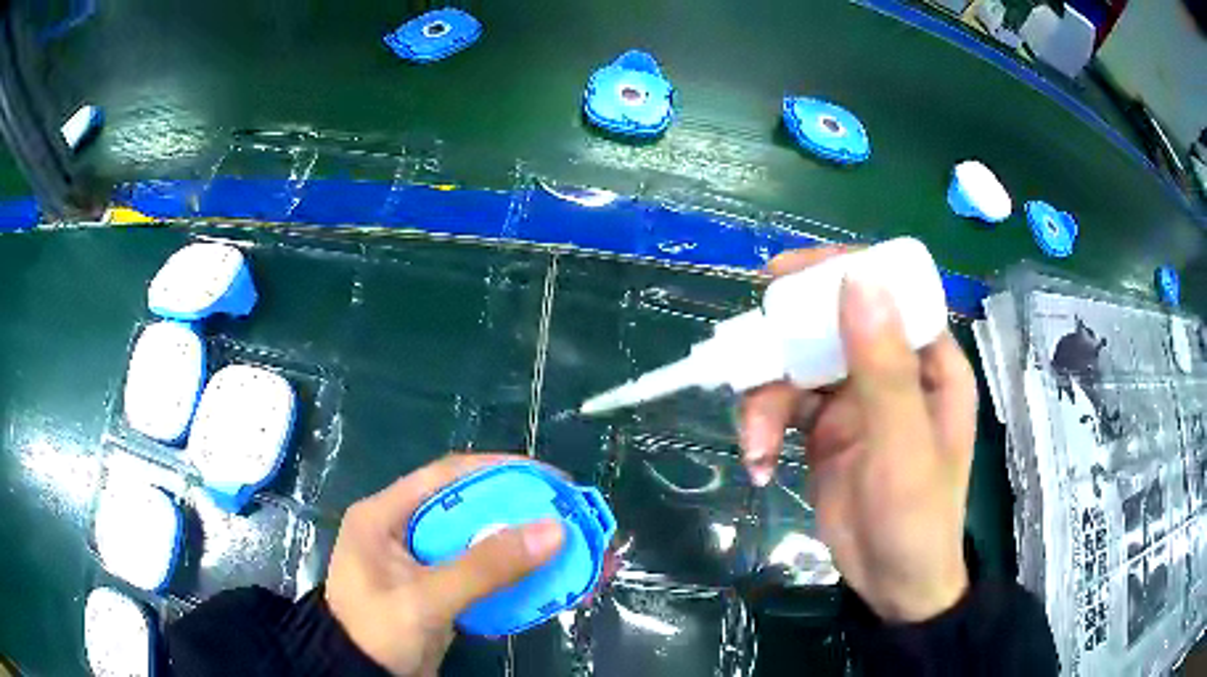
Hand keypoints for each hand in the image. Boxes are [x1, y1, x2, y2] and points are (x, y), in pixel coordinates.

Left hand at [325, 454, 564, 675]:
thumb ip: (485, 567)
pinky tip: (552, 585)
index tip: (550, 480)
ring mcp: (423, 563)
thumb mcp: (426, 599)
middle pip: (472, 510)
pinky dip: (517, 579)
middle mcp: (404, 529)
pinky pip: (483, 575)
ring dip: (527, 550)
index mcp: (385, 515)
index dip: (501, 470)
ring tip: (576, 554)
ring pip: (482, 544)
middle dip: (524, 515)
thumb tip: (554, 529)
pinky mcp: (440, 590)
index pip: (447, 475)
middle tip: (573, 519)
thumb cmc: (377, 632)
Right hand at [739, 248, 975, 622]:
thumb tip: (857, 281)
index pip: (887, 291)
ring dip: (765, 400)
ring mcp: (855, 398)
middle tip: (748, 355)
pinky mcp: (825, 429)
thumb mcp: (903, 447)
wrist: (891, 585)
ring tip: (755, 444)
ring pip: (797, 366)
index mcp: (927, 359)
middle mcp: (890, 368)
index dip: (838, 273)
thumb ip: (884, 368)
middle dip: (785, 341)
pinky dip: (763, 429)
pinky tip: (759, 464)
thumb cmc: (916, 519)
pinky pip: (784, 406)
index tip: (785, 277)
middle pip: (830, 324)